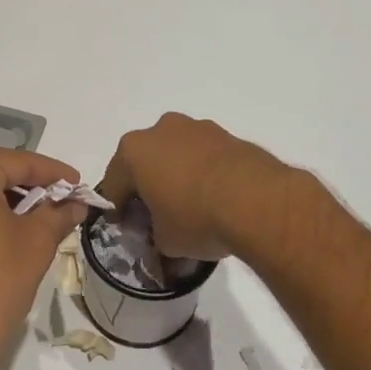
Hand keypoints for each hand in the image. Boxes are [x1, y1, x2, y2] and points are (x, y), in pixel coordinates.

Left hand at [0, 145, 85, 364]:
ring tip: (35, 211)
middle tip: (57, 193)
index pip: (16, 161)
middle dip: (25, 179)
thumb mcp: (36, 242)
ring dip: (2, 194)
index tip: (78, 183)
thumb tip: (76, 203)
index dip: (52, 172)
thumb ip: (57, 213)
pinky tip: (5, 226)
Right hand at [98, 114, 289, 261]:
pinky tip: (216, 197)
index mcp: (134, 151)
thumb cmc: (196, 218)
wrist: (257, 200)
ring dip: (177, 174)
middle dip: (148, 186)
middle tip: (158, 216)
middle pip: (144, 161)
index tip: (129, 228)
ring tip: (192, 206)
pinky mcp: (226, 134)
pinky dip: (204, 171)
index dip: (119, 210)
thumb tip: (161, 236)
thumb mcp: (165, 242)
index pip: (113, 184)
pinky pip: (204, 155)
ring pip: (176, 153)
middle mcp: (160, 130)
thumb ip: (154, 236)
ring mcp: (196, 127)